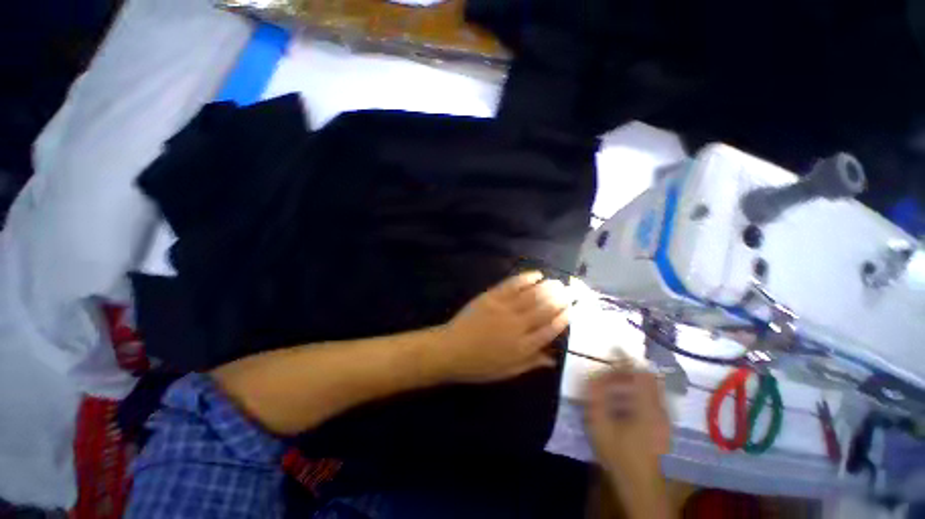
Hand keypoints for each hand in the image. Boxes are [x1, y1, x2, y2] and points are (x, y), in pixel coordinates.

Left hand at [435, 271, 569, 382]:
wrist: (451, 349)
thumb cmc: (479, 365)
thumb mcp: (507, 371)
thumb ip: (531, 362)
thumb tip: (553, 358)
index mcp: (523, 347)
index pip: (550, 330)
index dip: (563, 319)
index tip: (572, 310)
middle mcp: (517, 325)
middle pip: (544, 309)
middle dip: (560, 299)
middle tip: (572, 291)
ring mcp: (504, 308)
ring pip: (531, 295)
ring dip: (548, 287)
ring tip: (559, 282)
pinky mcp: (491, 297)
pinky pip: (512, 285)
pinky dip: (525, 278)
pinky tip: (536, 274)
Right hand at [585, 360, 670, 492]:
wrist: (638, 481)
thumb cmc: (617, 451)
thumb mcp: (600, 422)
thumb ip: (596, 396)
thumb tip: (592, 374)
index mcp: (645, 406)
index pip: (638, 374)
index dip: (625, 358)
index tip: (615, 346)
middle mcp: (659, 408)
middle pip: (647, 378)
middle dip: (629, 368)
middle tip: (611, 365)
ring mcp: (663, 417)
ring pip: (651, 387)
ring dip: (634, 378)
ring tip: (615, 379)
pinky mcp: (662, 423)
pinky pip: (652, 397)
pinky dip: (638, 389)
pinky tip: (625, 397)